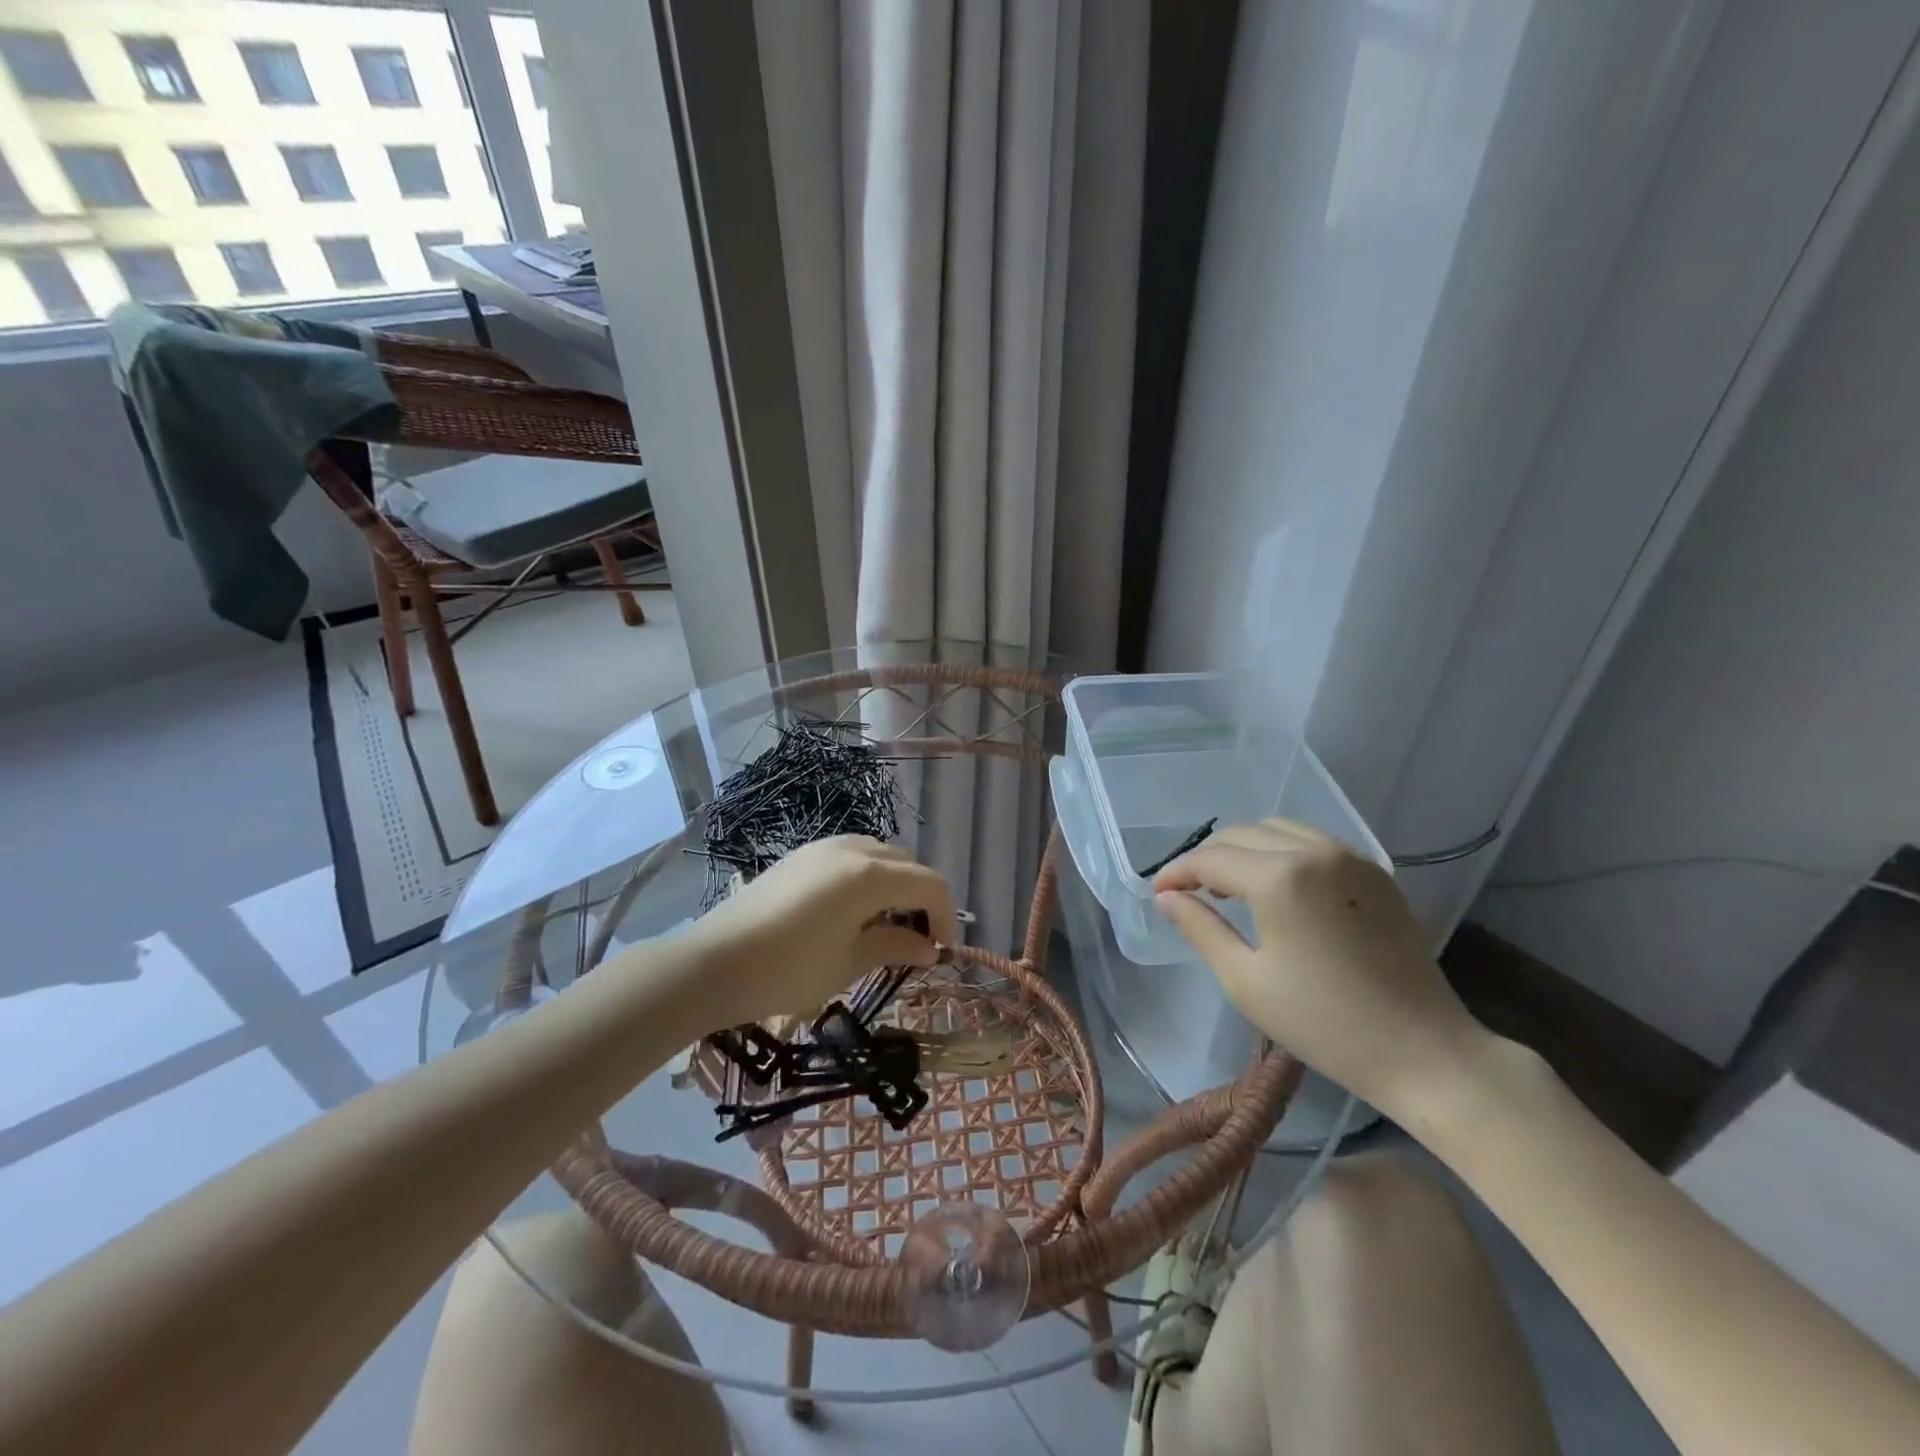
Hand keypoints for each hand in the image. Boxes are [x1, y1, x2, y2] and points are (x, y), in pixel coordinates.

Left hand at [682, 836, 958, 1028]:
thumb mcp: (849, 963)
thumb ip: (895, 947)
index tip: (943, 952)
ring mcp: (823, 847)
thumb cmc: (788, 970)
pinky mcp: (801, 855)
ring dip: (895, 886)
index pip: (929, 885)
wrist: (713, 963)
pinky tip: (852, 912)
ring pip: (879, 856)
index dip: (946, 917)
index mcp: (870, 875)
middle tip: (917, 941)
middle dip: (921, 899)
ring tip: (884, 927)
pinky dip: (867, 878)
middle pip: (907, 865)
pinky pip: (851, 856)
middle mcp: (852, 848)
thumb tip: (930, 949)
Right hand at [1153, 819, 1485, 1116]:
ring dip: (1244, 848)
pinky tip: (1275, 886)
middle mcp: (1314, 851)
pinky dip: (1280, 850)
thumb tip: (1166, 898)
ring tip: (1229, 887)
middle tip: (1187, 892)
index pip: (1211, 858)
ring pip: (1277, 829)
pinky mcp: (1375, 871)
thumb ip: (1200, 928)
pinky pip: (1312, 841)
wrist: (1424, 1051)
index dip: (1177, 872)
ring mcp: (1350, 857)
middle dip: (1207, 857)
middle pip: (1241, 834)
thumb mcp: (1246, 981)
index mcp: (1280, 877)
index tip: (1158, 892)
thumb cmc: (1324, 1024)